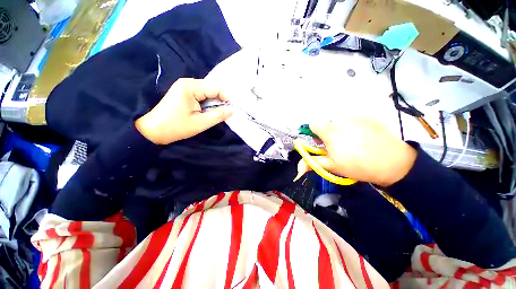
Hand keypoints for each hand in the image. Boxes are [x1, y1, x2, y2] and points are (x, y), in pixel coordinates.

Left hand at [135, 78, 232, 144]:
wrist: (153, 131)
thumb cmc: (176, 127)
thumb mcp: (200, 123)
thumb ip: (218, 115)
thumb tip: (232, 110)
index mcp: (190, 87)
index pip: (216, 88)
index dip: (227, 97)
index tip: (233, 109)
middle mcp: (188, 83)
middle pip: (212, 88)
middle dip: (221, 99)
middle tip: (228, 111)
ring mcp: (185, 87)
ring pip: (208, 91)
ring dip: (215, 101)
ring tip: (220, 112)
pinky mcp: (184, 92)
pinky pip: (202, 94)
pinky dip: (209, 102)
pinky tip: (211, 110)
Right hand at [300, 118, 416, 186]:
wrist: (394, 163)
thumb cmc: (358, 165)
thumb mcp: (332, 166)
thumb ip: (312, 163)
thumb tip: (298, 168)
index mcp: (330, 131)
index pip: (313, 124)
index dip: (314, 133)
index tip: (320, 142)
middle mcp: (341, 120)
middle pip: (327, 124)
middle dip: (328, 133)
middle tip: (338, 146)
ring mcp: (357, 117)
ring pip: (340, 122)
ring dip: (341, 130)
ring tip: (353, 143)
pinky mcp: (369, 117)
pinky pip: (354, 120)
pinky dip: (354, 127)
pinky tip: (364, 138)